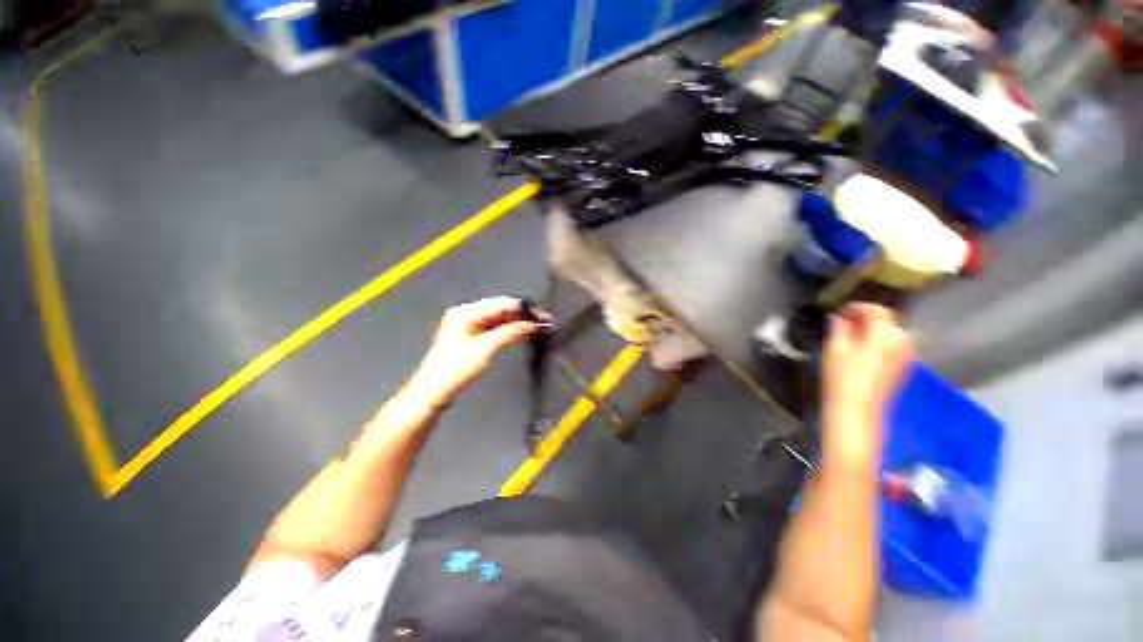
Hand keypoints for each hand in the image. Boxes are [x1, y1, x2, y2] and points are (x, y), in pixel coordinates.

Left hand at [407, 297, 549, 406]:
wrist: (433, 391)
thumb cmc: (457, 368)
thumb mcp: (485, 349)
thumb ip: (510, 332)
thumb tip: (533, 323)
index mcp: (466, 311)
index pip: (501, 304)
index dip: (523, 309)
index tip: (543, 315)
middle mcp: (467, 312)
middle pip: (500, 309)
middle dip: (522, 315)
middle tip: (544, 321)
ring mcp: (468, 324)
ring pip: (499, 319)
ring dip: (517, 323)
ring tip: (537, 327)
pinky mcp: (471, 335)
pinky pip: (494, 327)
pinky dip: (508, 330)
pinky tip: (522, 332)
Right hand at [822, 303, 912, 469]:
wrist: (857, 411)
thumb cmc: (842, 378)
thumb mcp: (835, 349)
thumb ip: (840, 328)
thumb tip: (840, 317)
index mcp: (885, 334)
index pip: (876, 310)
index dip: (857, 307)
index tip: (839, 312)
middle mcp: (902, 340)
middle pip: (887, 320)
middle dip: (867, 317)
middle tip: (845, 322)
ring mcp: (906, 355)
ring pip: (892, 332)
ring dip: (874, 329)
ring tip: (853, 335)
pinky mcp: (904, 366)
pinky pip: (894, 345)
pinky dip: (880, 341)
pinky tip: (864, 349)